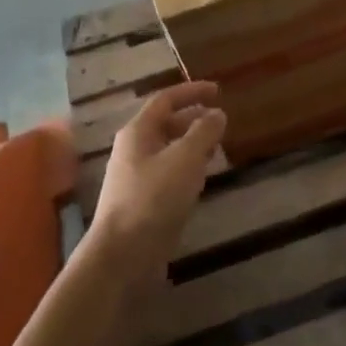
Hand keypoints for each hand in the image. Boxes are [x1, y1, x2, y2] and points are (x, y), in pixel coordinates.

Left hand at [92, 81, 225, 263]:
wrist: (123, 255)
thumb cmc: (154, 197)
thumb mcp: (186, 158)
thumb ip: (204, 131)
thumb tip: (217, 113)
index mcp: (138, 132)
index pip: (165, 99)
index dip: (192, 91)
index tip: (218, 90)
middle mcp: (134, 150)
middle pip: (166, 124)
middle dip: (194, 119)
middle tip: (222, 121)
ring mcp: (137, 178)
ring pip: (169, 150)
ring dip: (193, 145)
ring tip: (218, 147)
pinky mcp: (144, 202)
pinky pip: (169, 174)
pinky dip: (188, 169)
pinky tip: (203, 179)